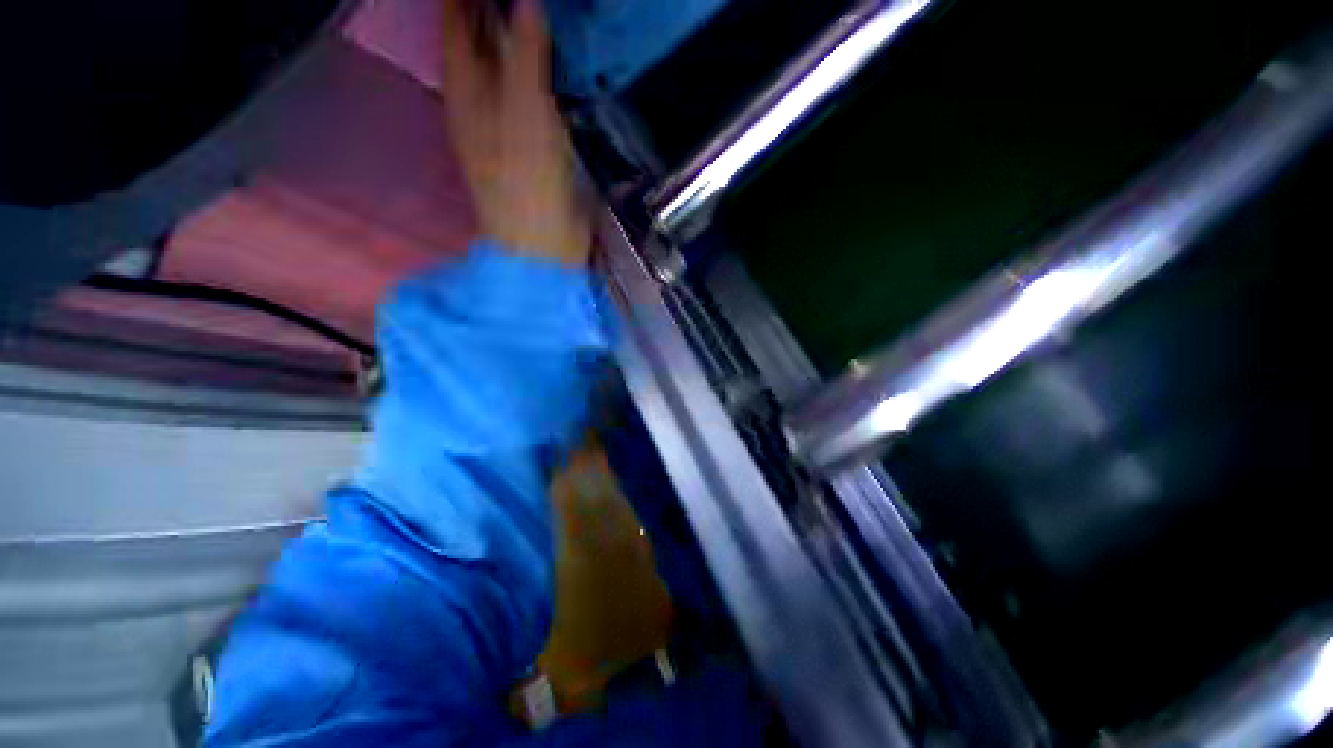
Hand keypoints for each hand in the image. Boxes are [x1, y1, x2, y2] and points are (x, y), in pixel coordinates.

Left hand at [440, 0, 590, 266]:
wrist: (541, 242)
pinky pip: (529, 93)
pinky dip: (539, 73)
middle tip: (531, 2)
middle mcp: (476, 97)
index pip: (455, 16)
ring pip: (504, 65)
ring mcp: (501, 122)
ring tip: (542, 15)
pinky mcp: (528, 145)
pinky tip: (557, 63)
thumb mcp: (525, 108)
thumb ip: (525, 51)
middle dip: (494, 10)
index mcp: (464, 84)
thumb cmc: (527, 178)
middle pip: (477, 37)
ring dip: (518, 38)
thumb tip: (527, 0)